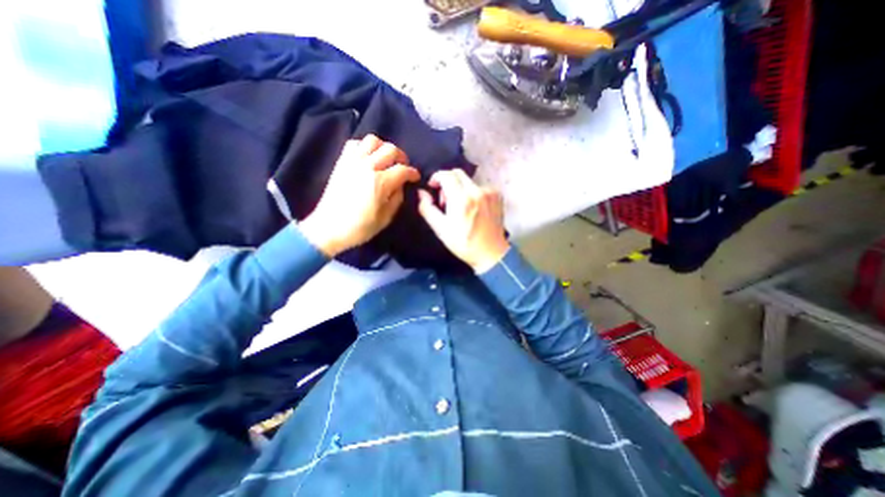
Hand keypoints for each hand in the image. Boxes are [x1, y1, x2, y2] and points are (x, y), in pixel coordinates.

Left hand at [302, 134, 417, 255]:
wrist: (329, 227)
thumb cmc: (360, 227)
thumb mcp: (386, 218)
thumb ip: (397, 198)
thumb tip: (401, 185)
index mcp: (380, 183)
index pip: (403, 170)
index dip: (413, 173)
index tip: (415, 177)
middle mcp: (368, 167)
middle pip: (390, 149)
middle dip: (401, 157)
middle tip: (403, 167)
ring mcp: (353, 162)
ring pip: (373, 140)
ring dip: (383, 148)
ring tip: (385, 159)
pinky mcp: (342, 162)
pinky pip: (355, 143)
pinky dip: (364, 146)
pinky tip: (368, 158)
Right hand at [417, 168, 508, 271]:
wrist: (490, 253)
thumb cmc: (463, 243)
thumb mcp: (440, 229)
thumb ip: (427, 208)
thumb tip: (421, 193)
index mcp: (461, 199)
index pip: (446, 174)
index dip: (436, 178)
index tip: (433, 187)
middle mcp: (477, 191)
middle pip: (458, 173)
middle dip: (448, 182)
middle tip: (446, 200)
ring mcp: (489, 192)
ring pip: (469, 181)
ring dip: (460, 189)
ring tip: (461, 208)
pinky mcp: (497, 195)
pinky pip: (480, 187)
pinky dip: (473, 193)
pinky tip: (473, 209)